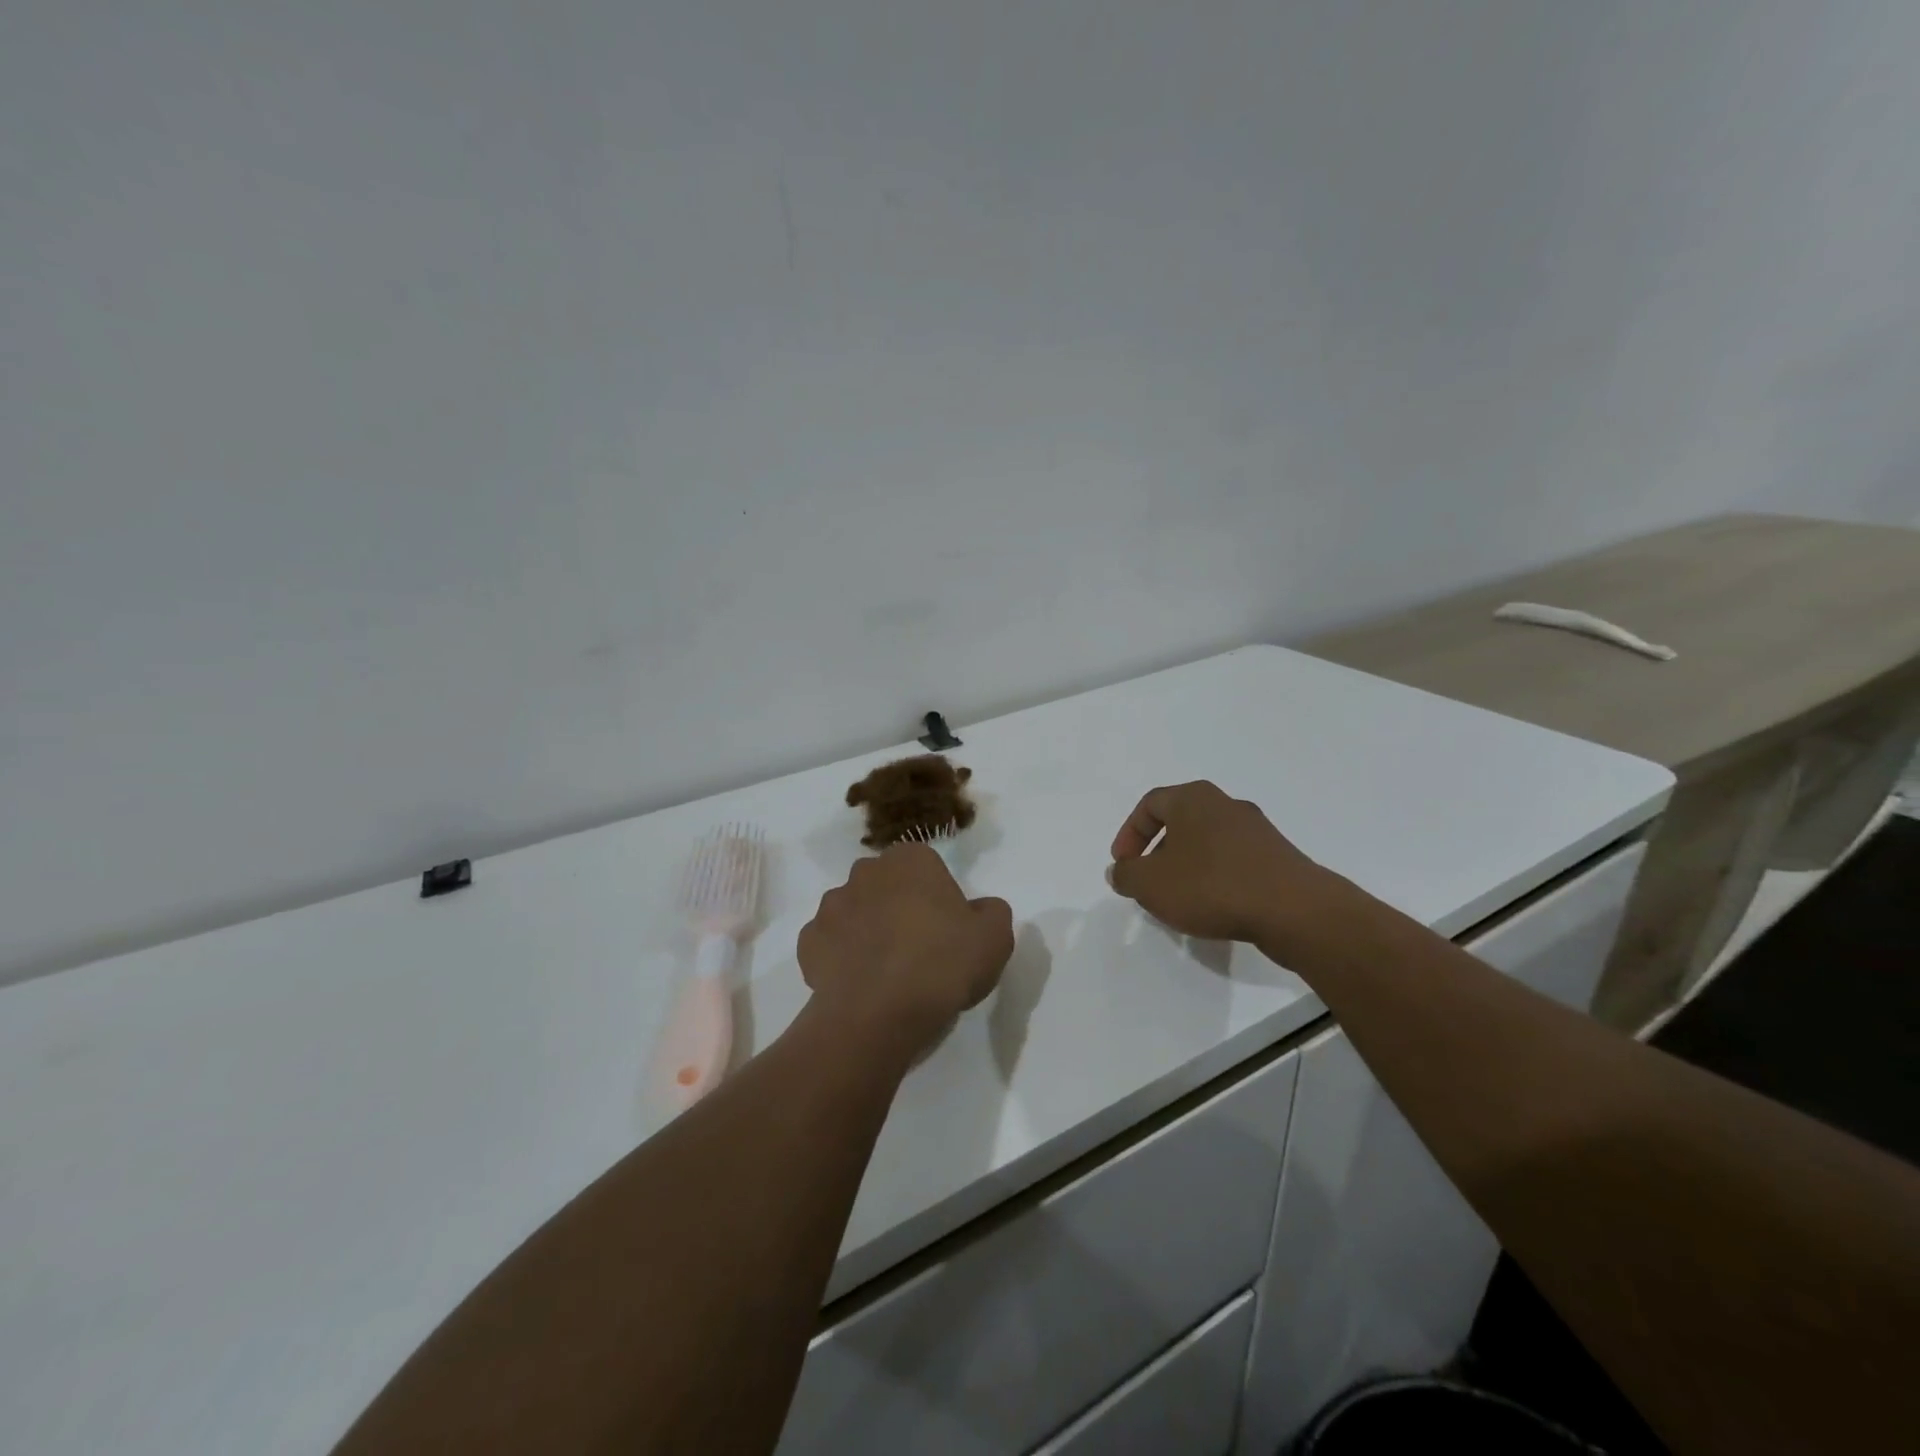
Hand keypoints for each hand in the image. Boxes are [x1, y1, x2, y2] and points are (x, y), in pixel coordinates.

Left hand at [798, 845, 1014, 1059]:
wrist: (878, 1014)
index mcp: (909, 860)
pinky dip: (842, 957)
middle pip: (887, 885)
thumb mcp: (995, 937)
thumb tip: (980, 909)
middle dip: (898, 907)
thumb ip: (992, 912)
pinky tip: (861, 983)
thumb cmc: (942, 964)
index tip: (947, 930)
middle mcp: (865, 872)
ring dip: (868, 930)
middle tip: (919, 949)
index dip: (937, 897)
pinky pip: (831, 943)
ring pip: (856, 911)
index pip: (926, 866)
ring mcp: (831, 906)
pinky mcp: (807, 942)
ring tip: (887, 972)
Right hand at [1108, 781, 1334, 951]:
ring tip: (1179, 900)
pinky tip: (1214, 908)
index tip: (1123, 865)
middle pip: (1180, 822)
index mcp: (1193, 798)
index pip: (1150, 805)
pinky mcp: (1278, 857)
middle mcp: (1226, 804)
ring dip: (1187, 867)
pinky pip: (1234, 862)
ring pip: (1208, 843)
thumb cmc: (1211, 885)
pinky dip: (1216, 879)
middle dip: (1158, 853)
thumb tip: (1120, 871)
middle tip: (1148, 882)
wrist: (1293, 910)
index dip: (1129, 834)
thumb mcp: (1151, 884)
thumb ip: (1126, 875)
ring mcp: (1257, 830)